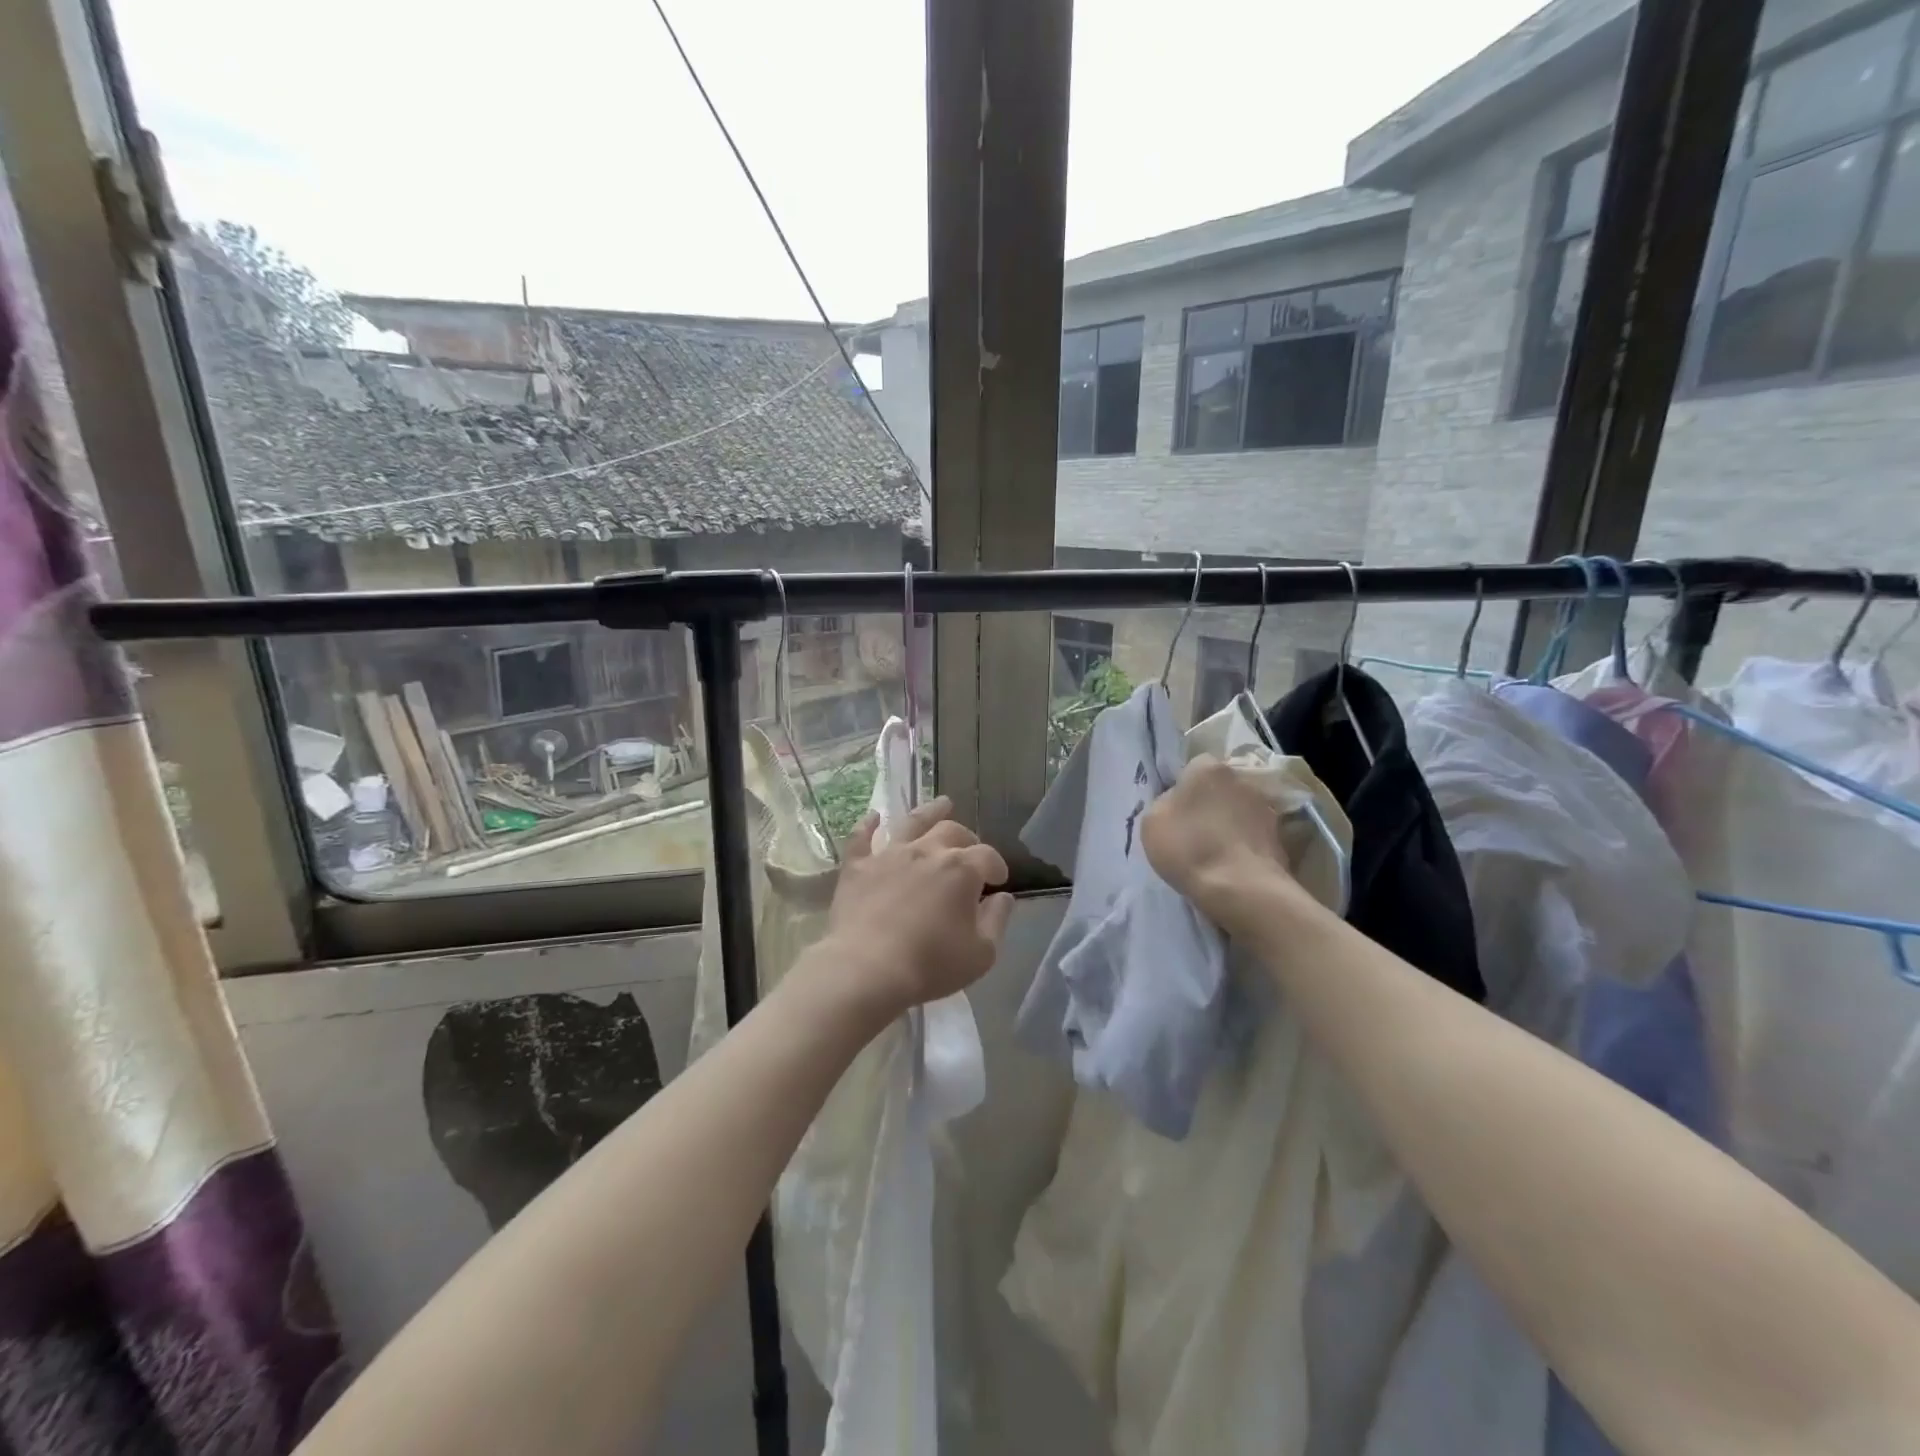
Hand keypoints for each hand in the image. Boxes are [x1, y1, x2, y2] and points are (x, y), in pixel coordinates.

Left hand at [820, 797, 1013, 1020]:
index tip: (999, 881)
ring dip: (930, 812)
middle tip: (971, 850)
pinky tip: (873, 816)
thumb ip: (997, 920)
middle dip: (968, 839)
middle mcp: (927, 851)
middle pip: (953, 832)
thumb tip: (1003, 898)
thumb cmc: (930, 965)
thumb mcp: (981, 953)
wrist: (866, 970)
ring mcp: (889, 855)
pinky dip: (868, 825)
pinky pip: (861, 838)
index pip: (988, 857)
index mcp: (961, 870)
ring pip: (912, 822)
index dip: (997, 866)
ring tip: (942, 804)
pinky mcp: (858, 867)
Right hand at [1141, 754, 1307, 928]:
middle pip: (1220, 786)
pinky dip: (1244, 844)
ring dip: (1229, 823)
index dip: (1183, 788)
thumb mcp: (1152, 821)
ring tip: (1215, 851)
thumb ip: (1165, 802)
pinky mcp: (1280, 835)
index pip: (1193, 767)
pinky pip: (1253, 834)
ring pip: (1238, 810)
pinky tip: (1232, 864)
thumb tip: (1178, 802)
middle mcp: (1240, 777)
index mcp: (1207, 767)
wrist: (1240, 888)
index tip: (1176, 811)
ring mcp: (1265, 806)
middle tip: (1195, 829)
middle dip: (1210, 802)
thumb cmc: (1188, 847)